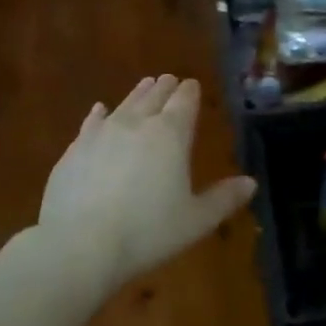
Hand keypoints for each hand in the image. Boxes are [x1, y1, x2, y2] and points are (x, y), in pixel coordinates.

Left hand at [35, 75, 255, 298]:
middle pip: (154, 97)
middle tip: (170, 80)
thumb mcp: (196, 221)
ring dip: (137, 94)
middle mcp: (137, 124)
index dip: (190, 92)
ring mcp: (102, 134)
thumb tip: (251, 183)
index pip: (184, 102)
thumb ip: (224, 199)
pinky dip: (99, 114)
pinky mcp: (75, 150)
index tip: (192, 85)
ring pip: (125, 104)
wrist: (78, 246)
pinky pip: (91, 123)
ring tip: (145, 85)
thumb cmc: (147, 232)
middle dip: (165, 87)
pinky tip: (100, 110)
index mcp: (171, 135)